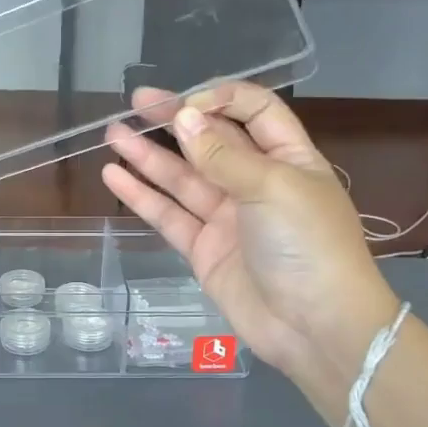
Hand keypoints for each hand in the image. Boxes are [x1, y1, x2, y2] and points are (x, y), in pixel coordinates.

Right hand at [102, 83, 398, 407]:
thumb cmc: (307, 244)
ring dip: (148, 156)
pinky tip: (114, 176)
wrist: (314, 326)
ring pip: (182, 178)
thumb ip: (221, 155)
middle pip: (211, 142)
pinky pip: (169, 215)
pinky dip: (142, 196)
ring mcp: (228, 218)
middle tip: (137, 103)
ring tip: (113, 133)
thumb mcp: (271, 187)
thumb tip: (183, 117)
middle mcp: (256, 182)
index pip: (254, 112)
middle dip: (175, 120)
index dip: (221, 100)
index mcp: (288, 158)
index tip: (187, 104)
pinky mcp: (204, 249)